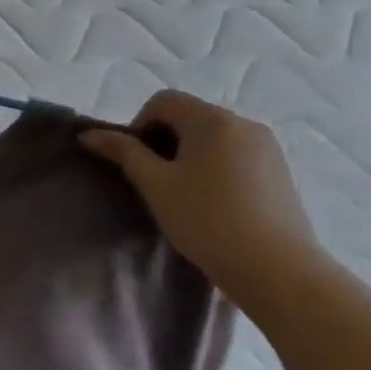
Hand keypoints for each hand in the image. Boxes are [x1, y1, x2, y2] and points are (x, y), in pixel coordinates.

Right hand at [79, 91, 320, 302]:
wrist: (276, 268)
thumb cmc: (206, 220)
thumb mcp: (155, 185)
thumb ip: (123, 153)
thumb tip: (89, 134)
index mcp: (213, 120)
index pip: (163, 101)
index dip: (139, 125)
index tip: (135, 161)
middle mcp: (244, 123)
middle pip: (189, 116)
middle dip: (163, 140)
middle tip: (153, 180)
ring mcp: (268, 148)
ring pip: (213, 137)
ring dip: (188, 154)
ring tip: (182, 193)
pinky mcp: (281, 172)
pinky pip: (235, 154)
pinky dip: (214, 167)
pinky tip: (212, 202)